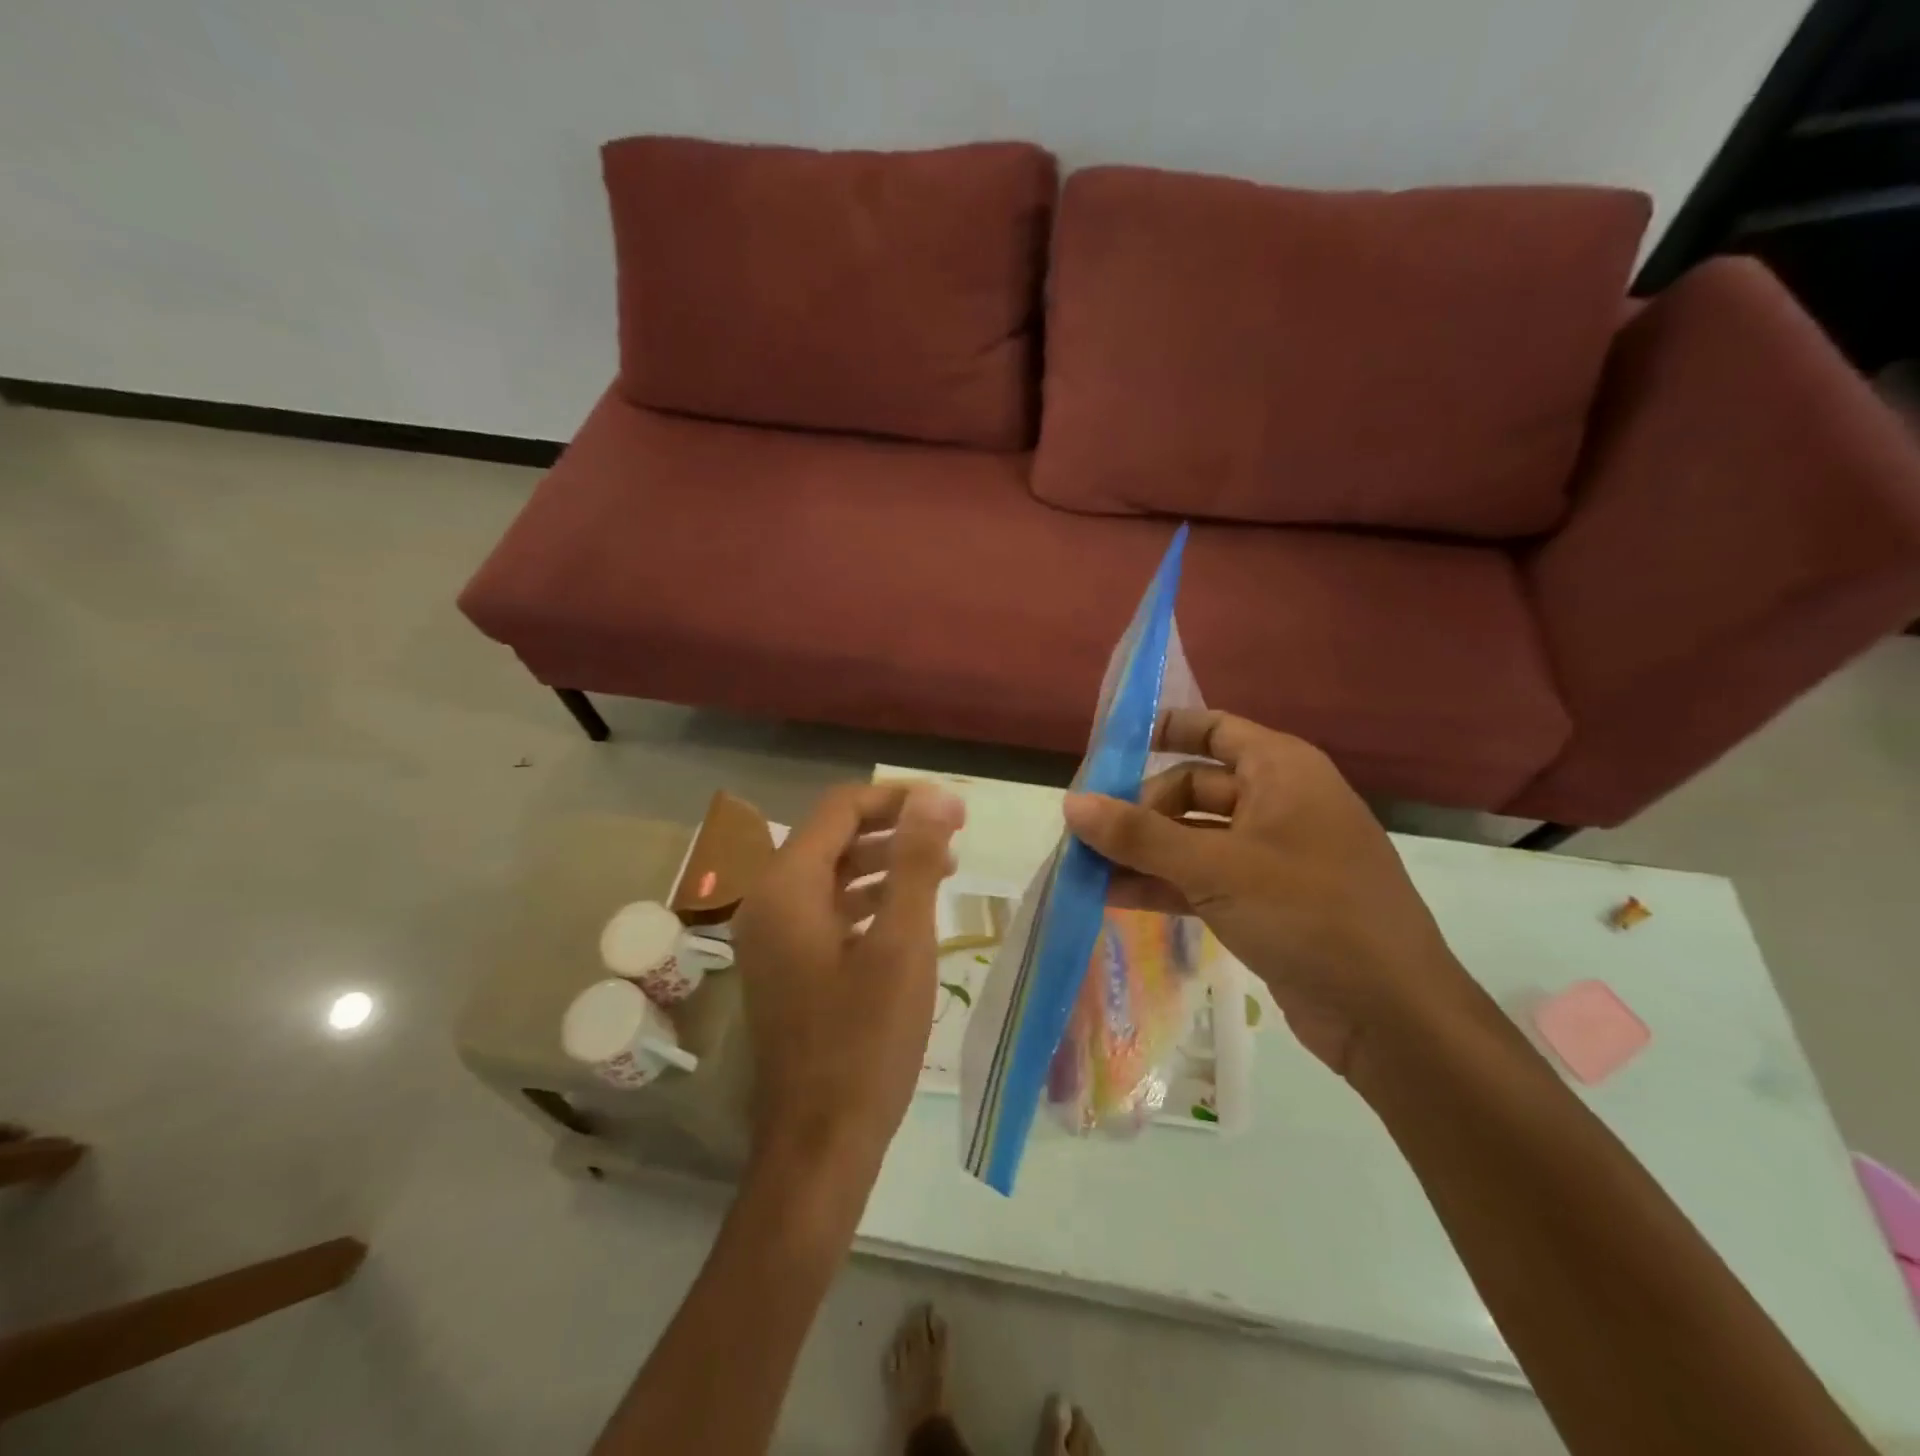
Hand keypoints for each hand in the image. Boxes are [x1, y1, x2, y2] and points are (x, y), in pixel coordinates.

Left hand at [731, 782, 965, 1191]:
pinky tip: (910, 912)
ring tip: (943, 868)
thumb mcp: (902, 945)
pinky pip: (829, 911)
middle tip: (955, 834)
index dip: (899, 798)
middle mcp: (769, 901)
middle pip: (834, 836)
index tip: (953, 809)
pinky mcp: (787, 966)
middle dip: (895, 828)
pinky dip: (870, 900)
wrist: (819, 1145)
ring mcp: (773, 937)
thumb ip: (916, 862)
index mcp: (788, 887)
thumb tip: (935, 796)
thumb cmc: (864, 1043)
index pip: (841, 808)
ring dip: (886, 862)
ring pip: (833, 874)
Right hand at [1063, 709, 1475, 1078]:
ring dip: (1144, 852)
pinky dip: (1165, 885)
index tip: (1107, 750)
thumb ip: (1139, 835)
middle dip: (1139, 810)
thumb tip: (1070, 803)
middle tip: (1087, 835)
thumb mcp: (1215, 867)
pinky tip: (1114, 898)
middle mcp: (1279, 802)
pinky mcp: (1268, 902)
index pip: (1213, 728)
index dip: (1162, 731)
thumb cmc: (1308, 913)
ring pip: (1194, 838)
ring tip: (1085, 867)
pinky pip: (1205, 879)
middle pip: (1193, 788)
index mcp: (1281, 770)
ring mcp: (1274, 855)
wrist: (1391, 1015)